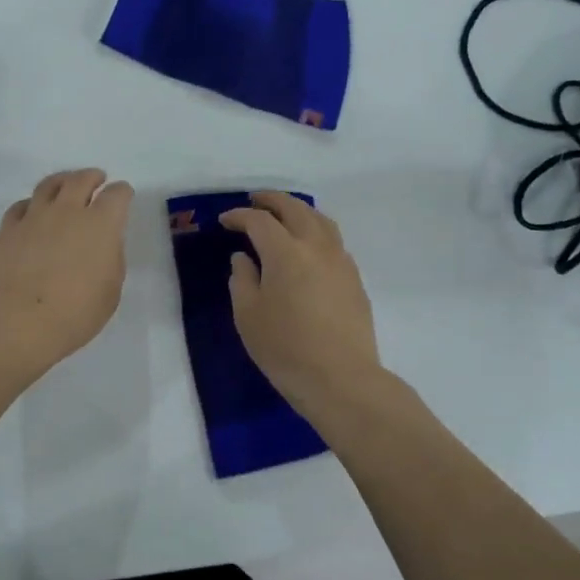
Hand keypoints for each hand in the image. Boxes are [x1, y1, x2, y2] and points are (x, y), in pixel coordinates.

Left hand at [0, 168, 133, 376]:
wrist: (17, 322)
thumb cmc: (74, 313)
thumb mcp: (110, 291)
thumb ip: (110, 259)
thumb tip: (102, 244)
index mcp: (101, 224)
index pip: (117, 195)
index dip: (122, 193)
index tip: (123, 196)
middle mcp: (68, 210)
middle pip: (81, 179)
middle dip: (92, 176)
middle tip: (96, 179)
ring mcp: (34, 216)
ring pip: (49, 184)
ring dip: (62, 180)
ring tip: (65, 185)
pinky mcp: (8, 228)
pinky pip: (21, 205)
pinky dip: (32, 204)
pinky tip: (32, 212)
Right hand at [222, 192, 384, 417]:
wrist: (341, 379)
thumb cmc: (285, 348)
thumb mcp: (248, 316)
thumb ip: (242, 280)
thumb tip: (244, 258)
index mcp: (285, 252)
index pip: (260, 221)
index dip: (240, 216)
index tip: (225, 220)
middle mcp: (316, 247)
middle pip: (295, 209)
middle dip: (272, 200)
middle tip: (255, 201)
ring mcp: (341, 261)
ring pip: (320, 220)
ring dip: (299, 210)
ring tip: (284, 214)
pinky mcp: (354, 278)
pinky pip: (334, 240)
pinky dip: (316, 230)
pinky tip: (308, 245)